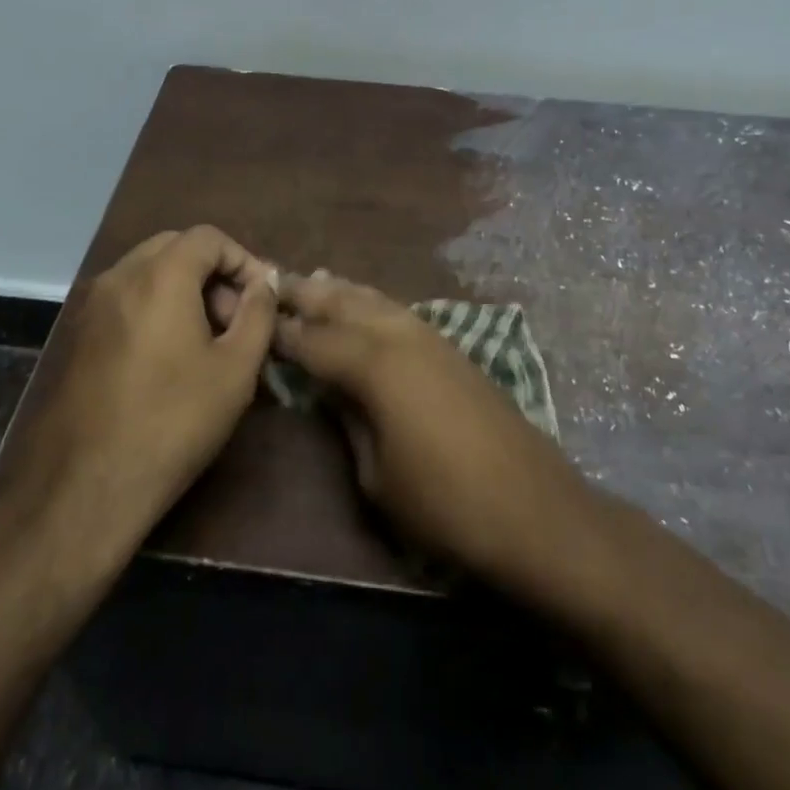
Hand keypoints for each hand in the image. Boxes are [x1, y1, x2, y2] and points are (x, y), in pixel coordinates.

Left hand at [0, 226, 278, 576]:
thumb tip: (263, 283)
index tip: (260, 298)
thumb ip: (258, 313)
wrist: (87, 486)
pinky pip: (125, 298)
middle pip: (175, 247)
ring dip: (183, 288)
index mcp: (160, 275)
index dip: (242, 259)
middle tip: (235, 316)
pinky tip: (169, 354)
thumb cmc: (174, 421)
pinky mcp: (78, 334)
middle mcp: (120, 276)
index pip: (208, 237)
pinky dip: (155, 305)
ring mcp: (92, 304)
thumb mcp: (236, 369)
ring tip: (207, 338)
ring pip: (147, 272)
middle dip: (213, 271)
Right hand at [272, 272, 593, 598]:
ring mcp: (432, 337)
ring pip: (375, 300)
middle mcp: (400, 336)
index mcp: (374, 365)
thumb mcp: (377, 476)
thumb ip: (348, 422)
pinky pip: (399, 312)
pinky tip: (365, 306)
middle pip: (343, 304)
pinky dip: (372, 303)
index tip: (254, 319)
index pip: (314, 340)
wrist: (535, 509)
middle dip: (307, 294)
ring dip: (341, 291)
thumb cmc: (445, 505)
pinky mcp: (453, 349)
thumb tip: (330, 390)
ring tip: (313, 280)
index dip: (282, 332)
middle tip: (272, 283)